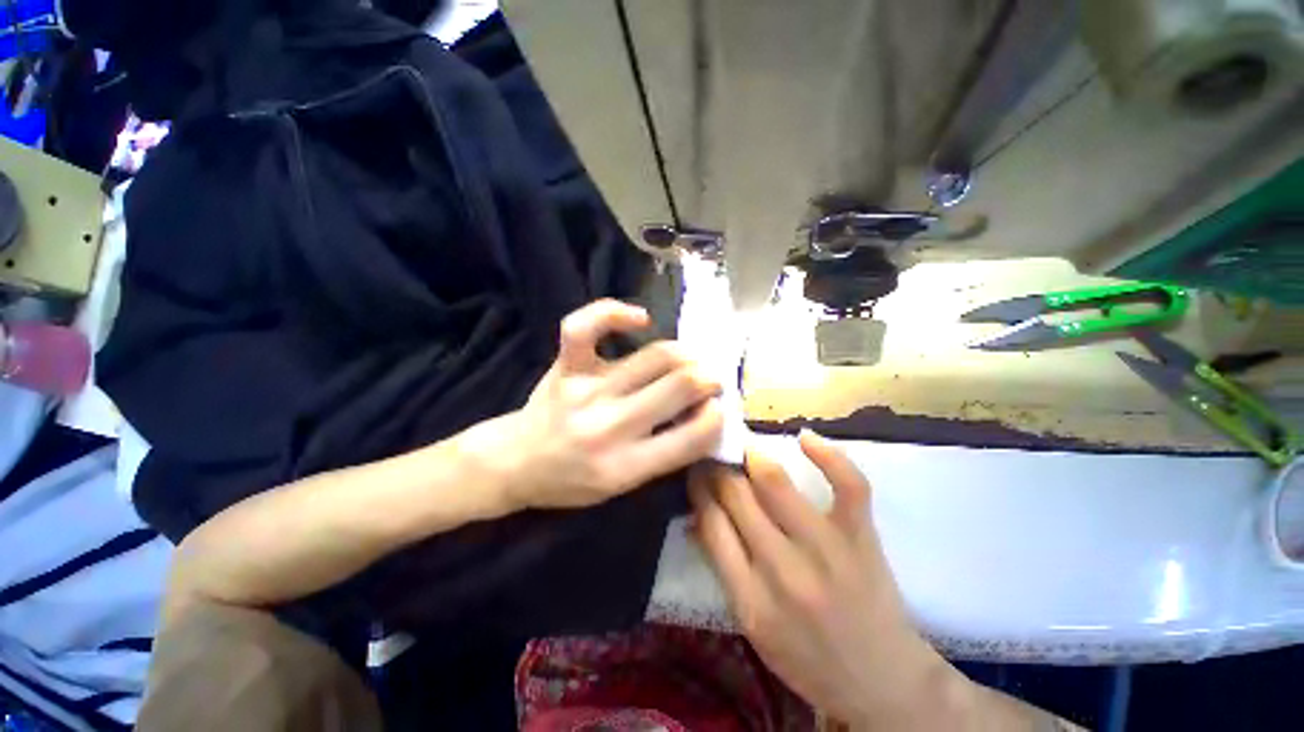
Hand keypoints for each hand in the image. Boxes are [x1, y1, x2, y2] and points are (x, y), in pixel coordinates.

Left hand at [471, 299, 724, 510]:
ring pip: (654, 355)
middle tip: (711, 379)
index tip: (718, 408)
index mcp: (625, 467)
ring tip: (688, 360)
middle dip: (709, 378)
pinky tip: (641, 319)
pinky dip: (615, 313)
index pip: (692, 437)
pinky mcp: (566, 367)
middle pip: (679, 386)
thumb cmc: (571, 482)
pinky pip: (585, 327)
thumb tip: (704, 413)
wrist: (515, 464)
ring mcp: (585, 390)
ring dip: (684, 353)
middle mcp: (609, 426)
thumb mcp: (622, 487)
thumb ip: (663, 454)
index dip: (716, 417)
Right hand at [690, 432, 953, 727]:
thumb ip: (722, 567)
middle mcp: (782, 569)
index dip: (698, 487)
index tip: (694, 469)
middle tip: (713, 454)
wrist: (883, 682)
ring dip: (751, 456)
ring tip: (743, 447)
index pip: (712, 523)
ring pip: (775, 483)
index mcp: (749, 597)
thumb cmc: (807, 658)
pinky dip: (827, 455)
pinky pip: (847, 484)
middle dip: (718, 468)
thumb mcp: (751, 624)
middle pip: (736, 496)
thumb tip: (697, 516)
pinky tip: (804, 437)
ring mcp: (826, 549)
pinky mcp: (861, 537)